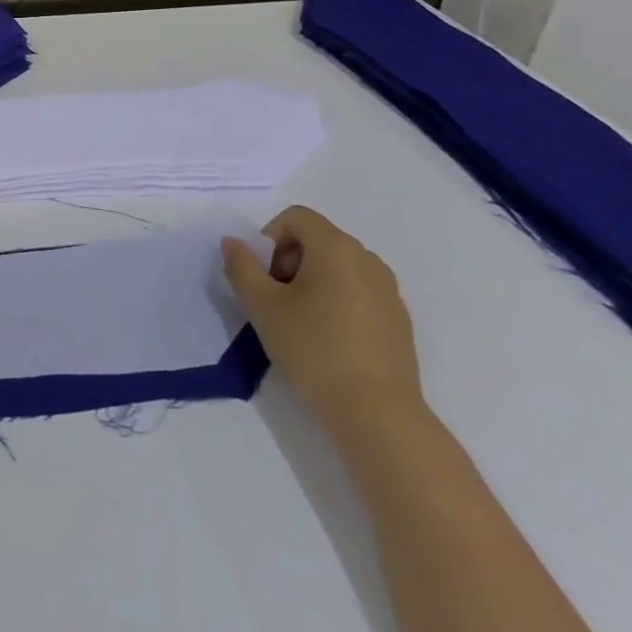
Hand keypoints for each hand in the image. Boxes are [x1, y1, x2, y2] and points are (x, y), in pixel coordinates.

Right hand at [223, 206, 422, 433]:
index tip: (263, 276)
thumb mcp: (262, 306)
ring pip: (338, 267)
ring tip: (300, 321)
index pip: (296, 217)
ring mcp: (388, 290)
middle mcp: (367, 259)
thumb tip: (233, 243)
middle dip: (288, 261)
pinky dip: (336, 301)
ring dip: (311, 281)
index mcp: (336, 248)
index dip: (270, 238)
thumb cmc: (313, 349)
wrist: (377, 414)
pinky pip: (358, 291)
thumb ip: (242, 267)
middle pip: (317, 239)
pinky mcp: (399, 319)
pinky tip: (328, 340)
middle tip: (275, 300)